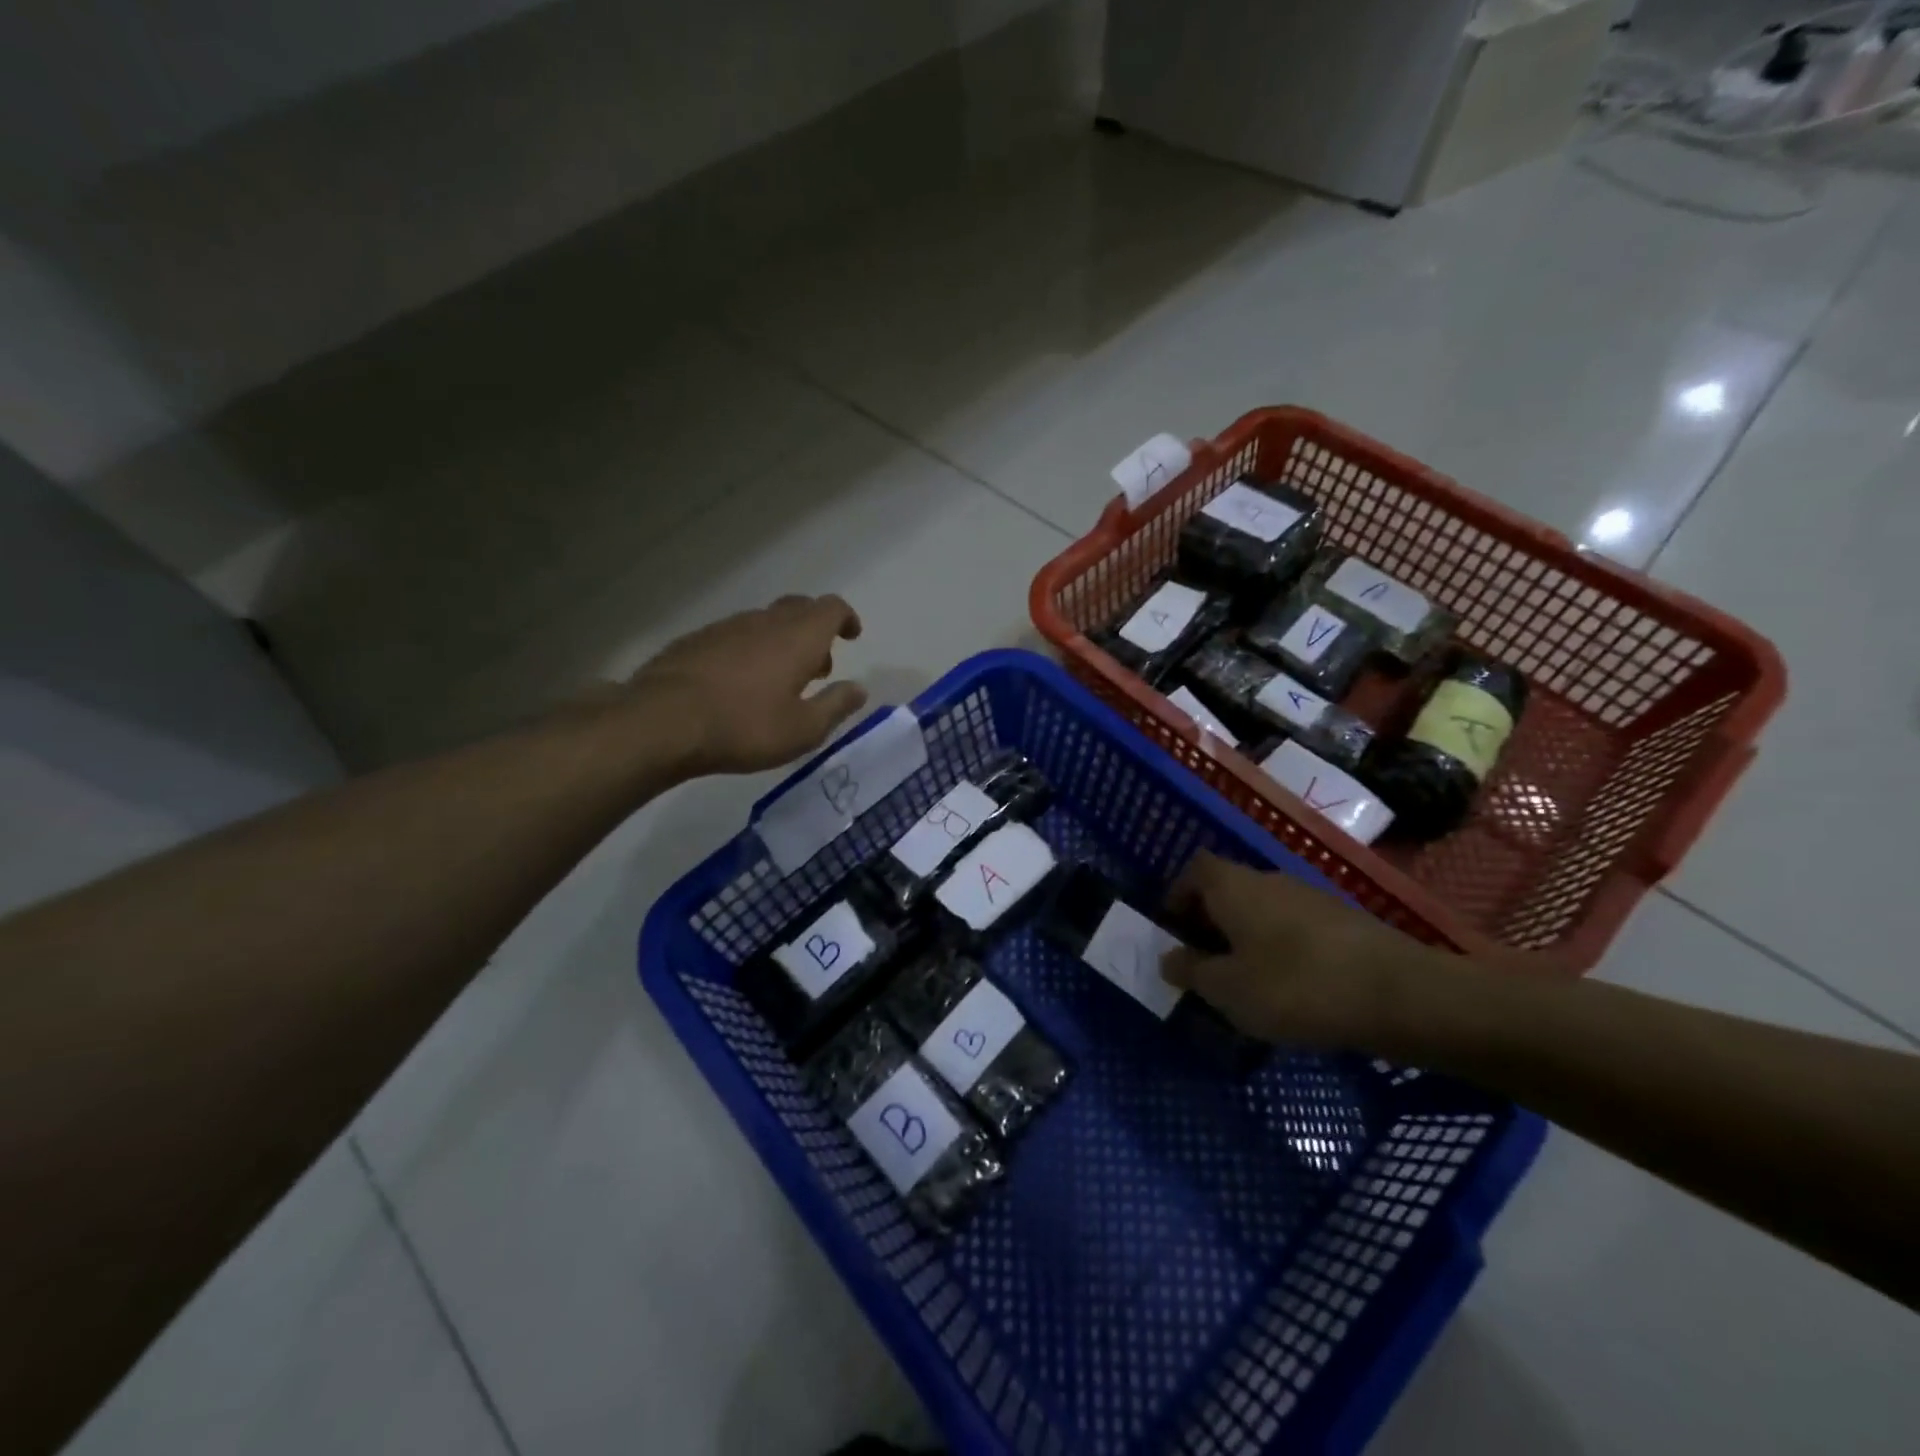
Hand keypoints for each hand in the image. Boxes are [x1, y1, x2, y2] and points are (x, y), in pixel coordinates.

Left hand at [629, 595, 868, 774]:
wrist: (663, 721)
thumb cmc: (745, 727)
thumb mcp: (803, 730)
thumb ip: (836, 706)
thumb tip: (859, 689)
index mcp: (798, 637)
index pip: (831, 608)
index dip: (845, 618)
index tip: (851, 636)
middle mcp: (764, 621)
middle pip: (798, 608)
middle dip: (815, 630)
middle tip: (818, 666)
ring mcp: (726, 627)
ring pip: (764, 622)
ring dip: (780, 641)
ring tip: (778, 680)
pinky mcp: (695, 640)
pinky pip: (734, 636)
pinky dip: (748, 650)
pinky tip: (738, 683)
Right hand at [1161, 853, 1450, 1052]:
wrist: (1399, 993)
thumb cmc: (1294, 985)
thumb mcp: (1228, 989)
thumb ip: (1192, 972)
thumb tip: (1169, 959)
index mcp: (1232, 886)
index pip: (1194, 870)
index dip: (1177, 895)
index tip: (1173, 931)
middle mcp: (1268, 880)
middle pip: (1227, 889)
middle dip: (1210, 922)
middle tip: (1204, 965)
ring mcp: (1309, 897)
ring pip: (1261, 910)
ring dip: (1246, 938)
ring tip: (1246, 983)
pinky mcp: (1342, 921)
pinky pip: (1293, 928)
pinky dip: (1281, 949)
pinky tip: (1291, 989)